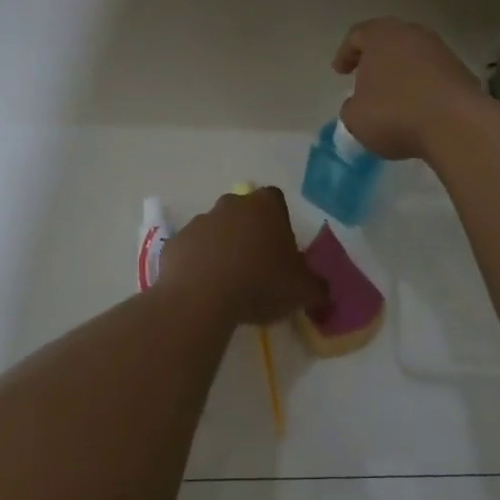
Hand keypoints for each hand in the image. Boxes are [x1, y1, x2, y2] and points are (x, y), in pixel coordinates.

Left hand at [159, 187, 326, 325]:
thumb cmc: (260, 284)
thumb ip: (318, 288)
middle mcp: (231, 205)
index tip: (281, 250)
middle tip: (257, 267)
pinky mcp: (175, 242)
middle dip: (250, 234)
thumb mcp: (302, 291)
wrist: (201, 298)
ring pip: (216, 231)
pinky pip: (192, 250)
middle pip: (244, 213)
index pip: (276, 201)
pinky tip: (204, 289)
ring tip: (229, 283)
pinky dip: (197, 264)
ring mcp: (199, 221)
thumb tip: (324, 293)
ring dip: (222, 249)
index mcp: (264, 207)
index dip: (279, 223)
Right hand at [332, 18, 491, 162]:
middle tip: (365, 77)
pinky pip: (434, 75)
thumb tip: (358, 105)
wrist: (455, 125)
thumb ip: (351, 107)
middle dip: (376, 58)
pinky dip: (423, 86)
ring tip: (393, 96)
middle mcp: (413, 34)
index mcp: (381, 36)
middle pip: (389, 40)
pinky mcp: (462, 72)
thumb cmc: (394, 114)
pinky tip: (418, 108)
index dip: (345, 53)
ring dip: (402, 72)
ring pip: (414, 56)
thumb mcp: (355, 118)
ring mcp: (442, 51)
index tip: (340, 72)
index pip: (357, 35)